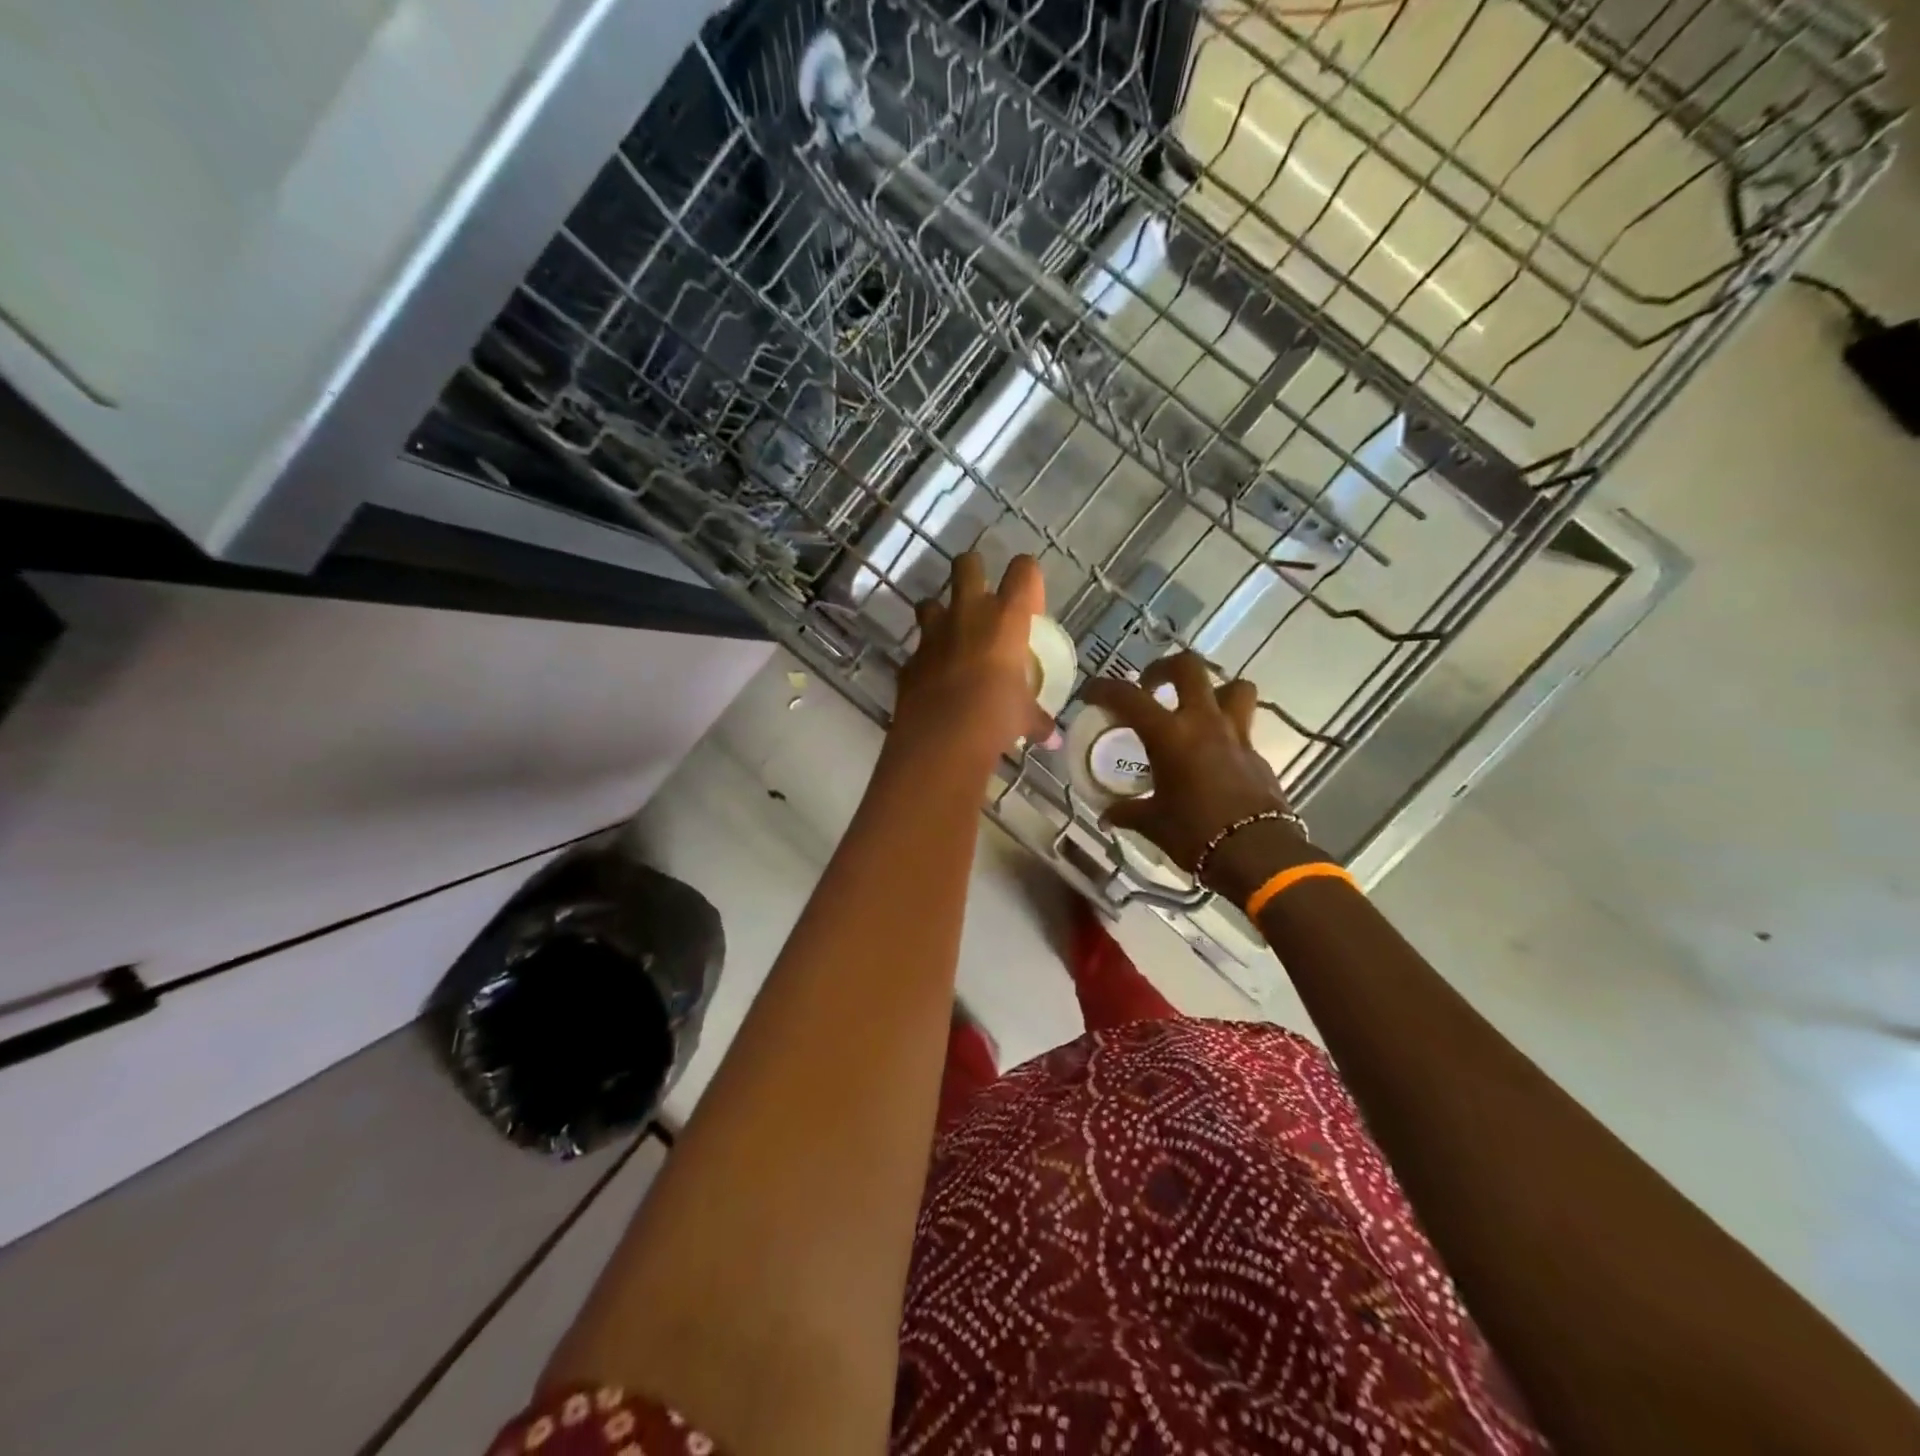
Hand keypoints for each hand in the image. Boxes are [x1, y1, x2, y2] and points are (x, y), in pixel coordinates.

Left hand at [893, 552, 1053, 762]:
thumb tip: (1049, 735)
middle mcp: (967, 614)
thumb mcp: (1024, 718)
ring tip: (952, 636)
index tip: (1030, 607)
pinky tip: (936, 678)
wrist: (940, 739)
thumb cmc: (995, 717)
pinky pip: (919, 649)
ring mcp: (933, 634)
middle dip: (974, 571)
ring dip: (940, 613)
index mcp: (1005, 618)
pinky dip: (927, 658)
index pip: (1024, 570)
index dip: (1028, 580)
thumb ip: (1037, 719)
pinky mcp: (910, 659)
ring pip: (930, 601)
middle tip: (983, 598)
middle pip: (967, 564)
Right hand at [1081, 651, 1316, 900]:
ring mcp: (1236, 734)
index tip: (1091, 693)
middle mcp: (1204, 723)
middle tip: (1151, 686)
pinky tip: (1212, 753)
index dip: (1104, 689)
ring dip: (1213, 690)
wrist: (1257, 854)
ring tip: (1195, 709)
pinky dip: (1225, 729)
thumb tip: (1108, 816)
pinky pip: (1242, 725)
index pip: (1128, 697)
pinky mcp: (1257, 754)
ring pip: (1233, 687)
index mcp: (1170, 735)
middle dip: (1165, 668)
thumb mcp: (1153, 824)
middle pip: (1189, 667)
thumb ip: (1128, 812)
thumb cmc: (1196, 834)